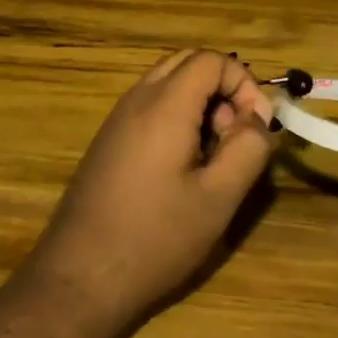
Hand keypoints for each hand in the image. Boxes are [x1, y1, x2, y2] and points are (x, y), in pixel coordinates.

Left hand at [22, 49, 275, 335]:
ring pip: (167, 83)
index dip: (244, 84)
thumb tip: (258, 118)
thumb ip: (249, 148)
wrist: (79, 278)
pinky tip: (182, 169)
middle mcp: (136, 101)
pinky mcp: (108, 142)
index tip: (255, 127)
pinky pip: (149, 107)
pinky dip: (177, 118)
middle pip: (187, 63)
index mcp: (164, 106)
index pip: (212, 59)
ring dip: (200, 104)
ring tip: (212, 155)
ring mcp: (116, 120)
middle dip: (222, 88)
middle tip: (233, 135)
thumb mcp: (218, 198)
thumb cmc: (155, 238)